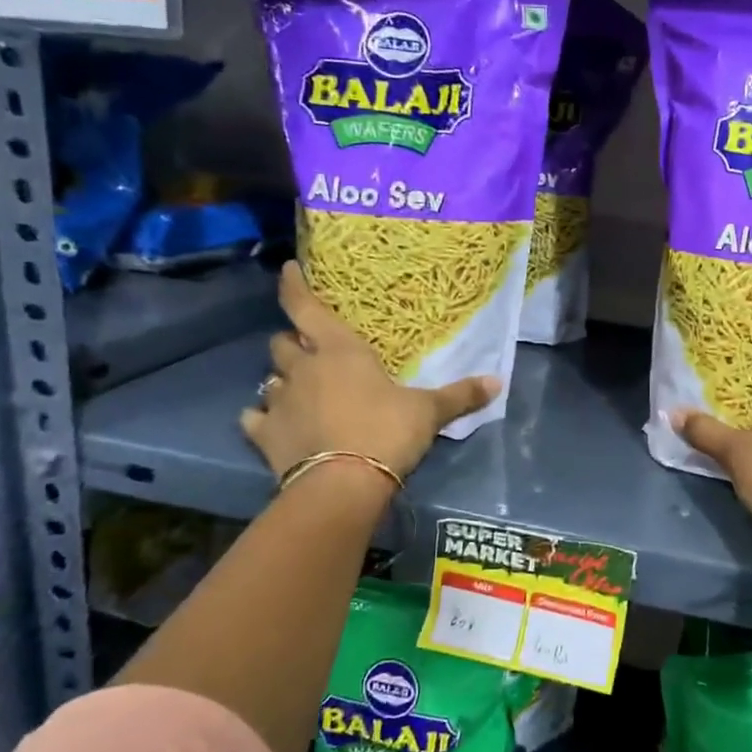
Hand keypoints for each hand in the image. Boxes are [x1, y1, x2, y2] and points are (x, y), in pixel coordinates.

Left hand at [241, 263, 498, 481]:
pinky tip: (269, 424)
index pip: (306, 307)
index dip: (294, 285)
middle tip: (310, 351)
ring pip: (269, 378)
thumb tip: (498, 382)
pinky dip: (261, 418)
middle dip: (293, 343)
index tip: (287, 268)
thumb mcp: (429, 412)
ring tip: (296, 390)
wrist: (343, 483)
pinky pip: (253, 418)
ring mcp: (279, 402)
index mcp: (340, 351)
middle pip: (282, 343)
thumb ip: (460, 395)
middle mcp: (303, 369)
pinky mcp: (264, 435)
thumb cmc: (386, 431)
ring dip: (282, 380)